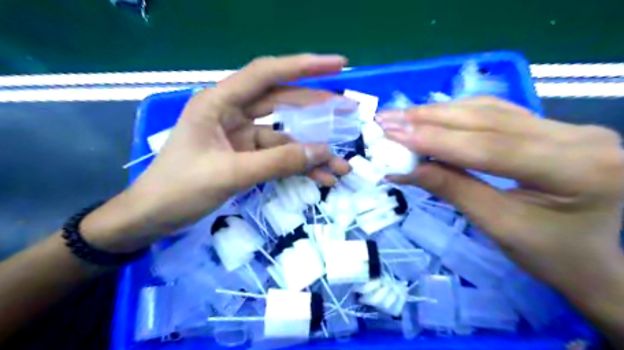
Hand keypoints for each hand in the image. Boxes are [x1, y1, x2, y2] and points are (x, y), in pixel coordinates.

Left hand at [83, 53, 350, 251]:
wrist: (153, 217)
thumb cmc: (179, 190)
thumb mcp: (230, 174)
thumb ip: (277, 162)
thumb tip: (323, 152)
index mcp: (219, 103)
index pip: (267, 74)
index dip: (304, 66)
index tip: (338, 65)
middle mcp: (232, 113)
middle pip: (283, 103)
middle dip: (318, 109)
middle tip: (349, 112)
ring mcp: (241, 136)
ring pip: (285, 137)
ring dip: (311, 151)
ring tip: (341, 164)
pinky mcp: (246, 156)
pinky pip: (278, 157)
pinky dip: (298, 167)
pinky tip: (319, 177)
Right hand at [375, 96, 623, 301]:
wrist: (587, 258)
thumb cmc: (547, 254)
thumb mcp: (496, 224)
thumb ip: (450, 188)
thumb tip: (403, 168)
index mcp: (578, 168)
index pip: (490, 146)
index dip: (435, 139)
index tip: (392, 134)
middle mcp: (578, 136)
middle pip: (487, 119)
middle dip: (429, 119)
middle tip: (387, 120)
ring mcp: (566, 126)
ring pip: (488, 110)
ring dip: (438, 113)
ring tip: (400, 118)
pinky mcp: (550, 126)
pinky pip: (495, 113)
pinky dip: (456, 114)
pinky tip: (430, 116)